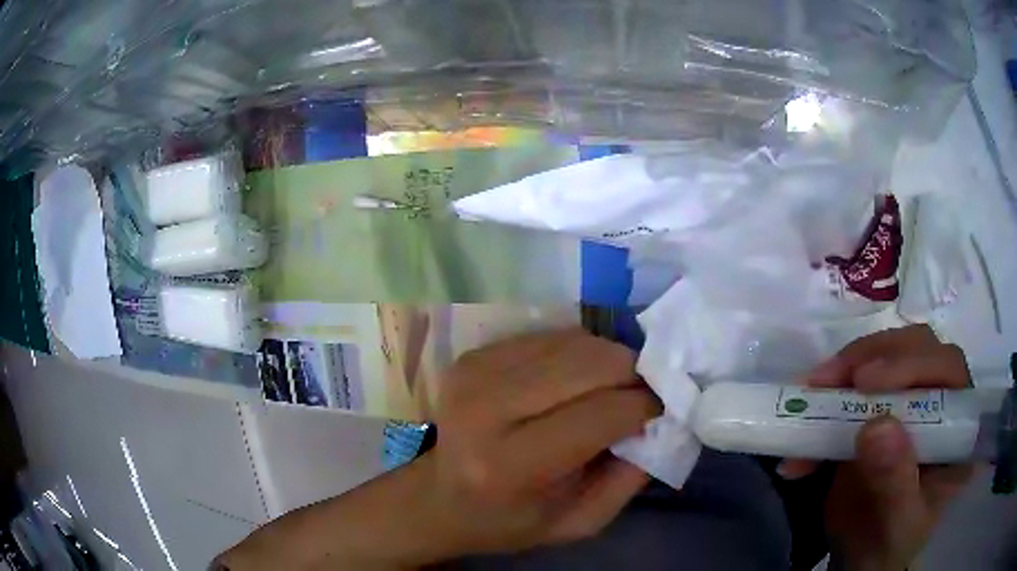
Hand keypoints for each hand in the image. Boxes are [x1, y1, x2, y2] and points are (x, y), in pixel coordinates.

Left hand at [421, 328, 659, 557]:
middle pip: (588, 365)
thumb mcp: (578, 523)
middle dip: (632, 373)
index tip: (660, 409)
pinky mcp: (474, 355)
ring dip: (608, 360)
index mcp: (509, 465)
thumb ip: (629, 478)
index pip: (600, 414)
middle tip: (643, 392)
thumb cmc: (510, 520)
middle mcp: (486, 409)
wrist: (440, 496)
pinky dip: (578, 352)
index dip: (643, 405)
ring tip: (614, 385)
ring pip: (573, 342)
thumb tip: (663, 419)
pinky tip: (578, 378)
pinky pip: (549, 336)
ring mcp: (475, 373)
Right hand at [785, 325, 974, 570]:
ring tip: (807, 396)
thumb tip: (876, 427)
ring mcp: (908, 400)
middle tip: (829, 379)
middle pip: (915, 349)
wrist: (862, 558)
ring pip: (884, 357)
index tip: (864, 381)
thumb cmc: (890, 545)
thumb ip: (895, 481)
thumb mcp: (897, 524)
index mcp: (958, 426)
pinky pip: (852, 387)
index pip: (947, 370)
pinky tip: (799, 443)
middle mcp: (939, 400)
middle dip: (872, 357)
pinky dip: (823, 405)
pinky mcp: (877, 408)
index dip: (912, 364)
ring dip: (843, 373)